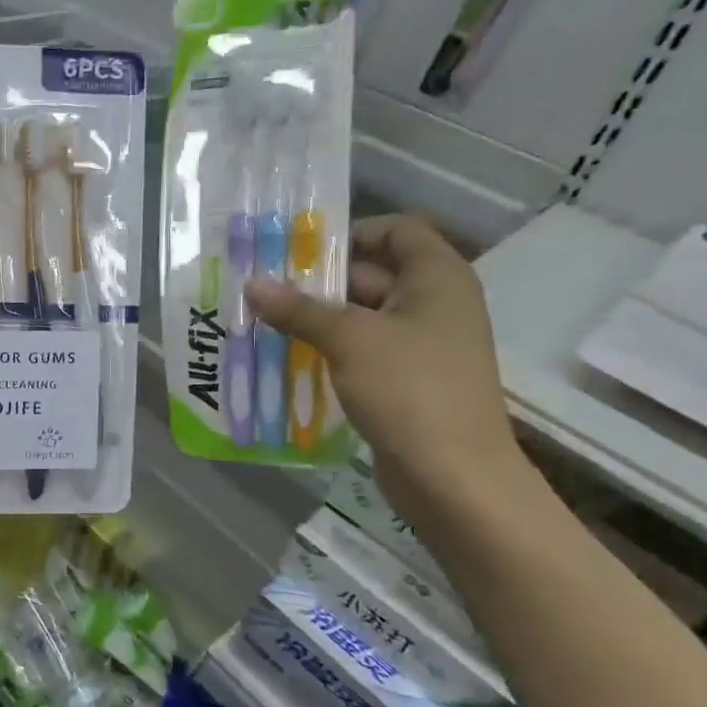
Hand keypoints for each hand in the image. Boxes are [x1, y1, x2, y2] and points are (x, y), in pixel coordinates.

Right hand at [245, 214, 523, 516]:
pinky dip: (328, 349)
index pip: (398, 230)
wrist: (453, 476)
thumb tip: (252, 284)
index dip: (352, 233)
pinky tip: (287, 357)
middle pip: (372, 273)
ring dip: (316, 318)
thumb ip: (299, 309)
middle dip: (318, 280)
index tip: (300, 251)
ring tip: (263, 321)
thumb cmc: (409, 390)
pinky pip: (361, 351)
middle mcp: (434, 303)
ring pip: (361, 316)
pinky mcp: (405, 380)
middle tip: (263, 287)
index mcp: (437, 278)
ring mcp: (421, 345)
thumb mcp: (349, 340)